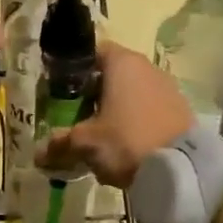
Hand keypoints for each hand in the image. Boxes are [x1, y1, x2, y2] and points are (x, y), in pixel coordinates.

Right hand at [37, 42, 192, 187]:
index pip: (93, 52)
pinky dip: (136, 121)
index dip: (75, 69)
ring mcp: (168, 88)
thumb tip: (39, 154)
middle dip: (94, 93)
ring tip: (101, 135)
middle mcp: (147, 67)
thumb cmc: (127, 141)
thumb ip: (60, 143)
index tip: (62, 90)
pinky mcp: (181, 110)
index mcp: (122, 63)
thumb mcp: (86, 143)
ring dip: (116, 108)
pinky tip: (127, 145)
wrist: (183, 170)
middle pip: (112, 73)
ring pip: (132, 93)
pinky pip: (149, 109)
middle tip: (76, 115)